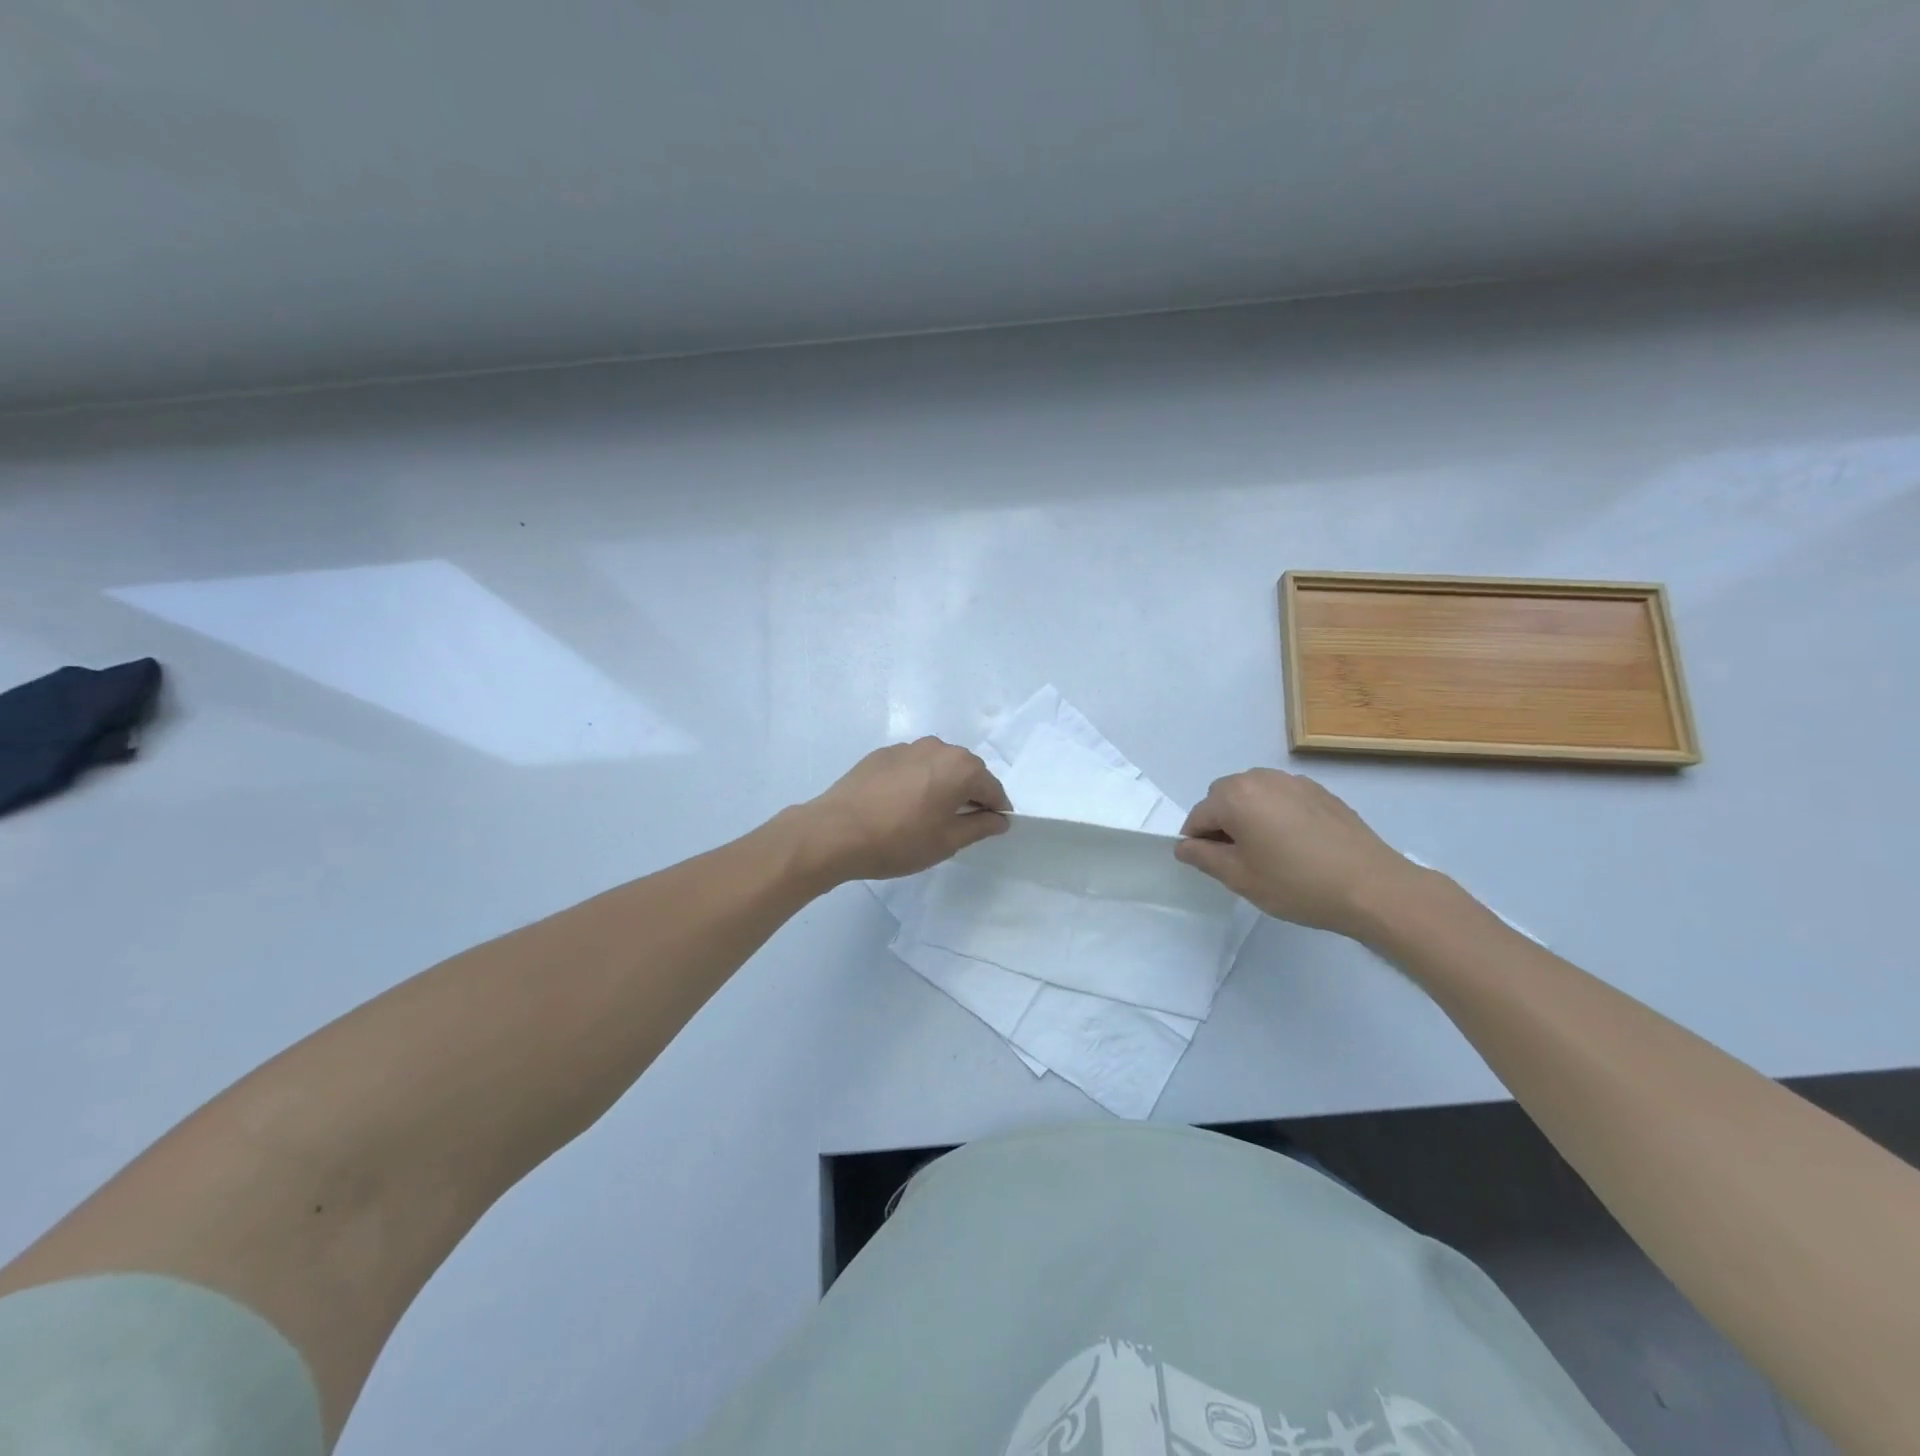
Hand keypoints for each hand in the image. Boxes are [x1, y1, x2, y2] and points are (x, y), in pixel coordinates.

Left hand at [797, 737, 1010, 883]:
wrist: (835, 832)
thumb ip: (980, 827)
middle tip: (960, 824)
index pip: (992, 788)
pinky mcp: (881, 754)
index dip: (996, 810)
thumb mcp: (947, 842)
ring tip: (928, 814)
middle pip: (967, 770)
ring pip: (938, 765)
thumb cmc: (898, 840)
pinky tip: (901, 805)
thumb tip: (1000, 819)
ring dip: (942, 784)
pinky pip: (912, 765)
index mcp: (961, 767)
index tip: (992, 828)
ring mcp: (907, 747)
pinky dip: (917, 780)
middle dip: (970, 793)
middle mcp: (938, 748)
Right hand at [1174, 768, 1423, 937]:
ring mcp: (1294, 782)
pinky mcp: (1321, 792)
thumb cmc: (1297, 884)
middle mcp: (1261, 779)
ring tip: (1268, 852)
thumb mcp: (1240, 878)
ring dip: (1249, 816)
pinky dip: (1276, 814)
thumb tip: (1184, 846)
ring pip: (1254, 794)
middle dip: (1222, 823)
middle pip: (1224, 797)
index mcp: (1235, 797)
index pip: (1198, 815)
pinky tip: (1295, 845)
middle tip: (1239, 860)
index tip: (1211, 867)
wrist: (1372, 887)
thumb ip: (1204, 857)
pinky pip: (1282, 797)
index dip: (1196, 842)